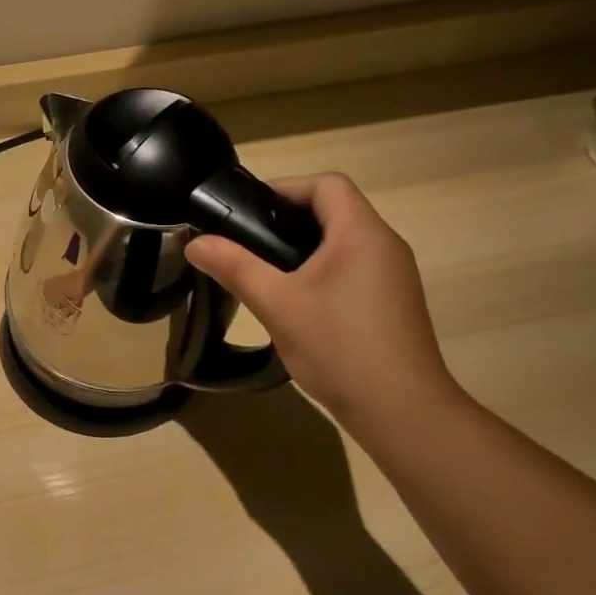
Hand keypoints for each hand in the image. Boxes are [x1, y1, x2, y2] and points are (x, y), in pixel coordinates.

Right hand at [185, 174, 459, 427]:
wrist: (401, 410)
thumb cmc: (338, 347)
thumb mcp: (277, 304)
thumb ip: (235, 267)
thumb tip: (194, 242)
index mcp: (362, 233)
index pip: (326, 184)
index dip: (285, 188)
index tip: (246, 212)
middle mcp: (385, 245)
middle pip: (335, 211)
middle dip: (287, 220)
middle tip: (247, 244)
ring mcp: (394, 276)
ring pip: (343, 243)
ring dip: (304, 249)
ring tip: (265, 274)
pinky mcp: (393, 303)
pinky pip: (353, 270)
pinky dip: (322, 273)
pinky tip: (298, 305)